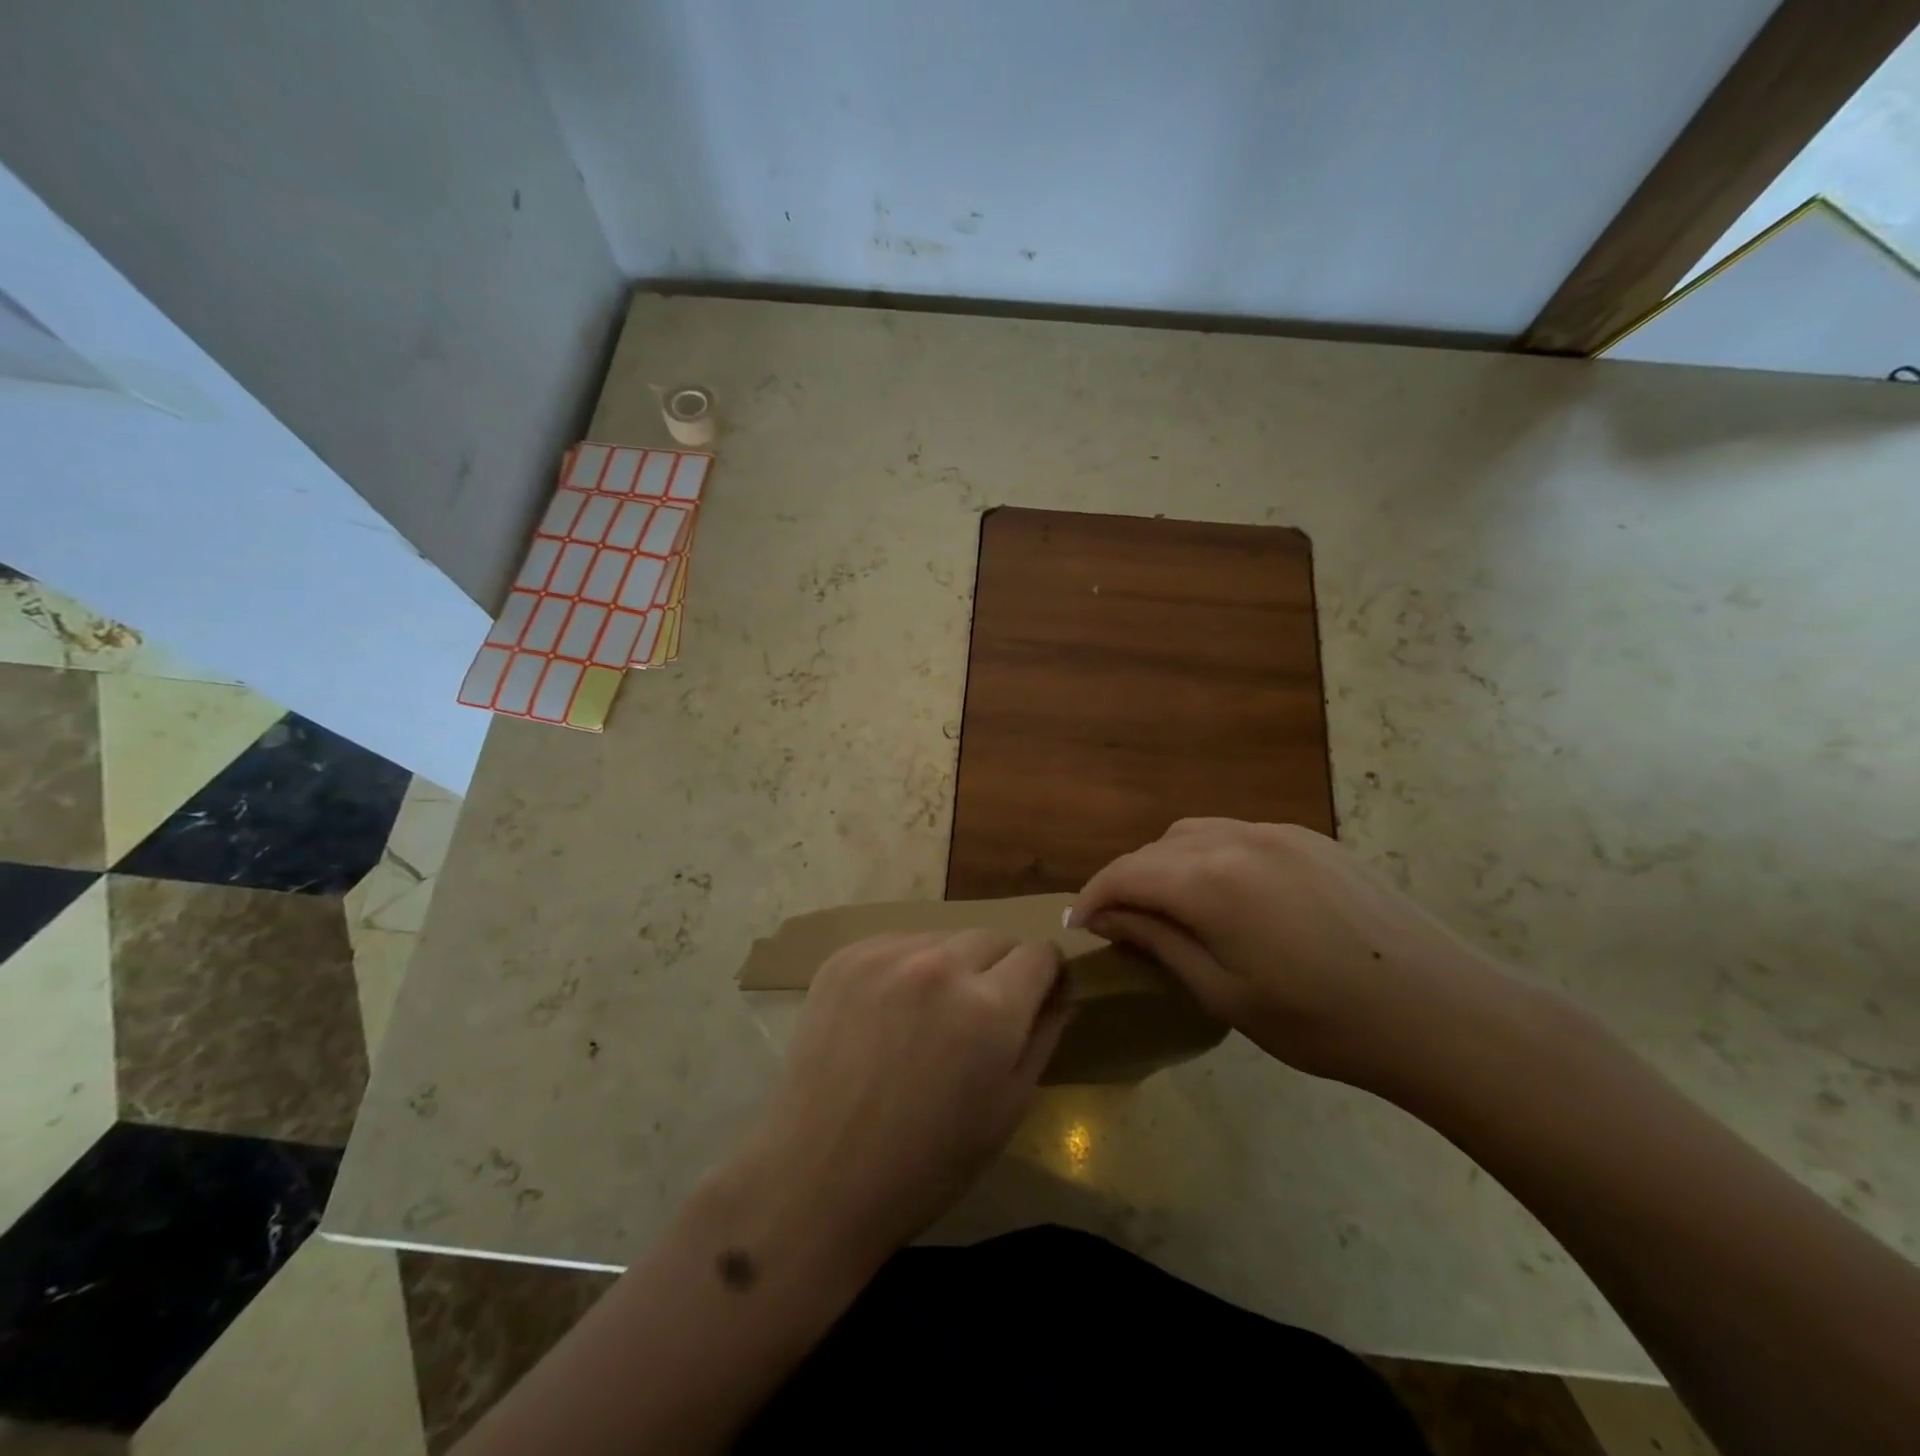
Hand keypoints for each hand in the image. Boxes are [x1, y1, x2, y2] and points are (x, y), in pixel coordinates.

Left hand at [730, 929, 1068, 1273]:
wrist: (820, 1177)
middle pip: (994, 937)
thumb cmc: (927, 1162)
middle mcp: (941, 965)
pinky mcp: (846, 957)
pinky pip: (898, 944)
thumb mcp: (1008, 1108)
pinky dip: (907, 968)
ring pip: (944, 938)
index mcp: (990, 1007)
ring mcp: (887, 956)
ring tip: (929, 1017)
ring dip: (951, 966)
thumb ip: (1044, 1035)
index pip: (1040, 952)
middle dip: (1000, 969)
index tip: (1037, 995)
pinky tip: (890, 1013)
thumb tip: (1063, 991)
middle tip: (979, 1016)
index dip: (1046, 974)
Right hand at [1070, 819, 1516, 1095]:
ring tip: (1174, 909)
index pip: (1126, 873)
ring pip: (1196, 834)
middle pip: (1157, 848)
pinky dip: (1211, 857)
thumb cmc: (1321, 1021)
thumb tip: (1112, 917)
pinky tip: (1230, 897)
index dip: (1094, 897)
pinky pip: (1239, 835)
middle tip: (1126, 926)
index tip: (1081, 927)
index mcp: (1210, 880)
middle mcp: (1237, 839)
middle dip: (1130, 880)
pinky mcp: (1311, 839)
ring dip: (1170, 865)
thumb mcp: (1224, 993)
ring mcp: (1279, 832)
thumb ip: (1159, 942)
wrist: (1439, 1012)